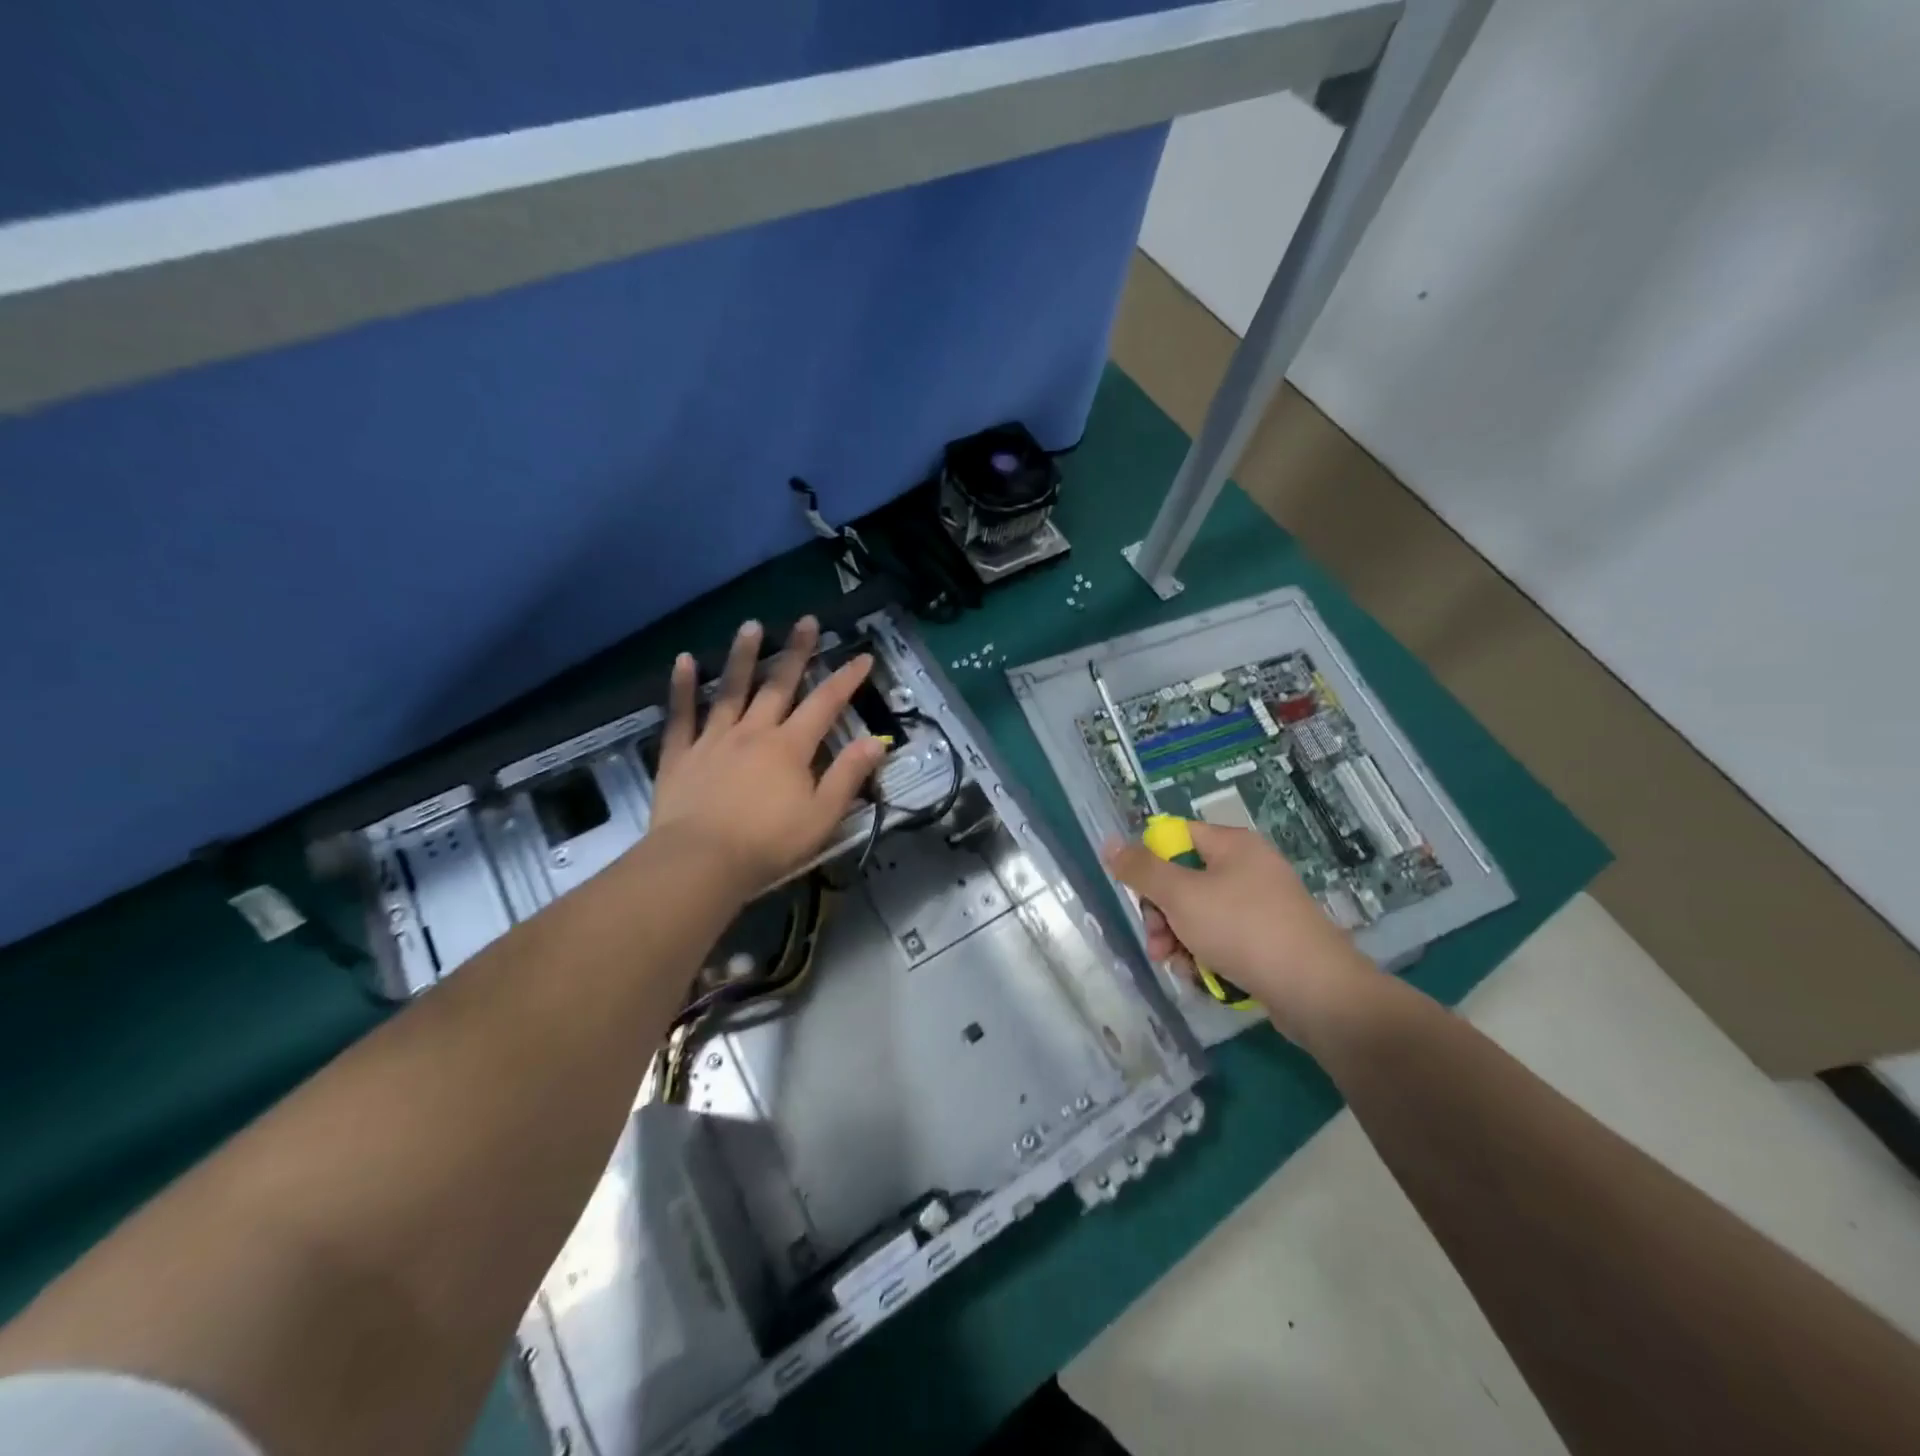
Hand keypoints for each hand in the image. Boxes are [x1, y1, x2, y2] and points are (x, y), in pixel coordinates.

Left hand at [649, 617, 885, 895]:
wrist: (700, 862)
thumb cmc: (768, 844)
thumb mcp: (822, 816)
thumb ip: (848, 776)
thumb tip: (876, 742)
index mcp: (790, 747)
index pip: (825, 705)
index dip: (846, 679)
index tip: (862, 656)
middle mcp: (754, 732)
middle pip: (779, 685)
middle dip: (797, 652)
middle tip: (806, 621)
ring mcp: (713, 739)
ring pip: (731, 690)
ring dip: (742, 657)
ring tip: (751, 626)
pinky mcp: (680, 755)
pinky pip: (681, 715)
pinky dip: (682, 687)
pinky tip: (684, 660)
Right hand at [1102, 821, 1377, 1045]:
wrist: (1316, 992)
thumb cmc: (1243, 929)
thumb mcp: (1181, 895)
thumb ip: (1142, 869)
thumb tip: (1111, 843)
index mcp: (1233, 845)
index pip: (1176, 836)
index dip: (1151, 861)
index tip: (1138, 893)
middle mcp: (1248, 868)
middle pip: (1184, 880)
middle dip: (1161, 913)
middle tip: (1156, 941)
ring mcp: (1261, 906)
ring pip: (1199, 915)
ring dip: (1178, 939)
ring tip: (1177, 966)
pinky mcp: (1268, 941)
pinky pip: (1222, 939)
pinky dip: (1205, 955)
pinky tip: (1201, 977)